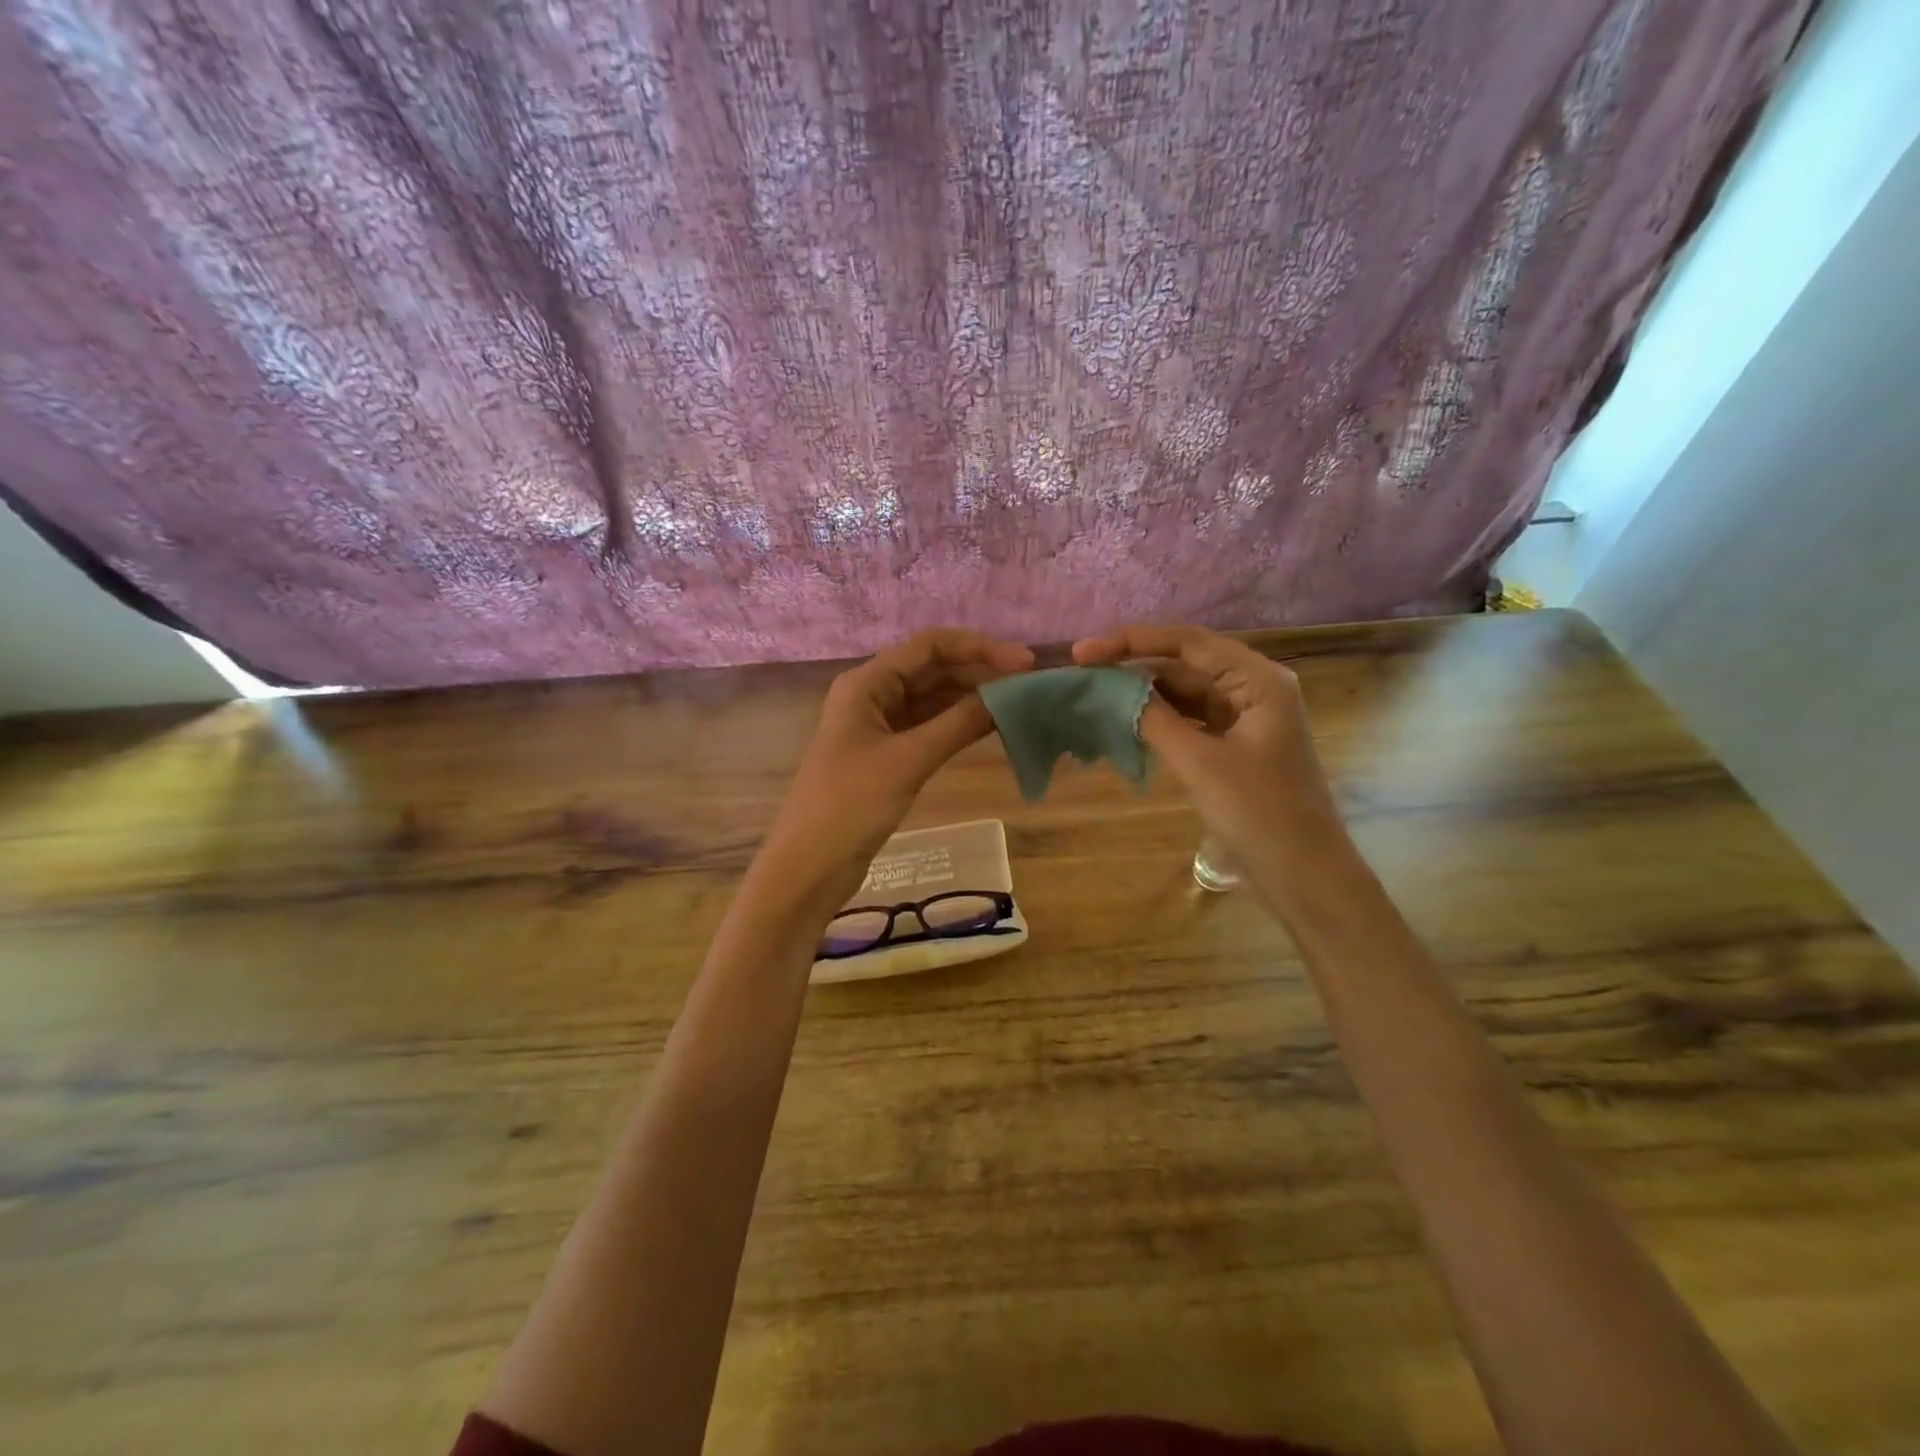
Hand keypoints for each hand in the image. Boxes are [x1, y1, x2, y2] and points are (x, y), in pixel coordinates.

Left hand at [761, 629, 1034, 907]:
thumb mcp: (909, 760)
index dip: (979, 648)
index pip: (930, 646)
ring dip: (971, 699)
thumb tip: (1009, 696)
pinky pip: (928, 728)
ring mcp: (878, 727)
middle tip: (1029, 687)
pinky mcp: (886, 756)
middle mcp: (872, 695)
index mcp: (867, 683)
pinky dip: (957, 726)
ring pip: (932, 700)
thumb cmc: (851, 805)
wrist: (808, 866)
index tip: (1024, 663)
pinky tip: (990, 728)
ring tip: (1018, 704)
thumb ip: (959, 724)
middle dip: (979, 673)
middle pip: (933, 670)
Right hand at [1073, 623, 1342, 869]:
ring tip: (1095, 693)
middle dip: (1134, 665)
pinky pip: (1189, 719)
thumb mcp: (1200, 763)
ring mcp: (1245, 718)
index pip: (1187, 643)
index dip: (1131, 641)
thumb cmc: (1259, 814)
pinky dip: (1158, 718)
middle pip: (1185, 663)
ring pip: (1185, 692)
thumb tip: (1112, 691)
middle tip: (1082, 671)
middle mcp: (1254, 688)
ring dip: (1143, 692)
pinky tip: (1125, 721)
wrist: (1303, 875)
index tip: (1083, 652)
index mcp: (1258, 680)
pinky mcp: (1235, 746)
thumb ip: (1154, 719)